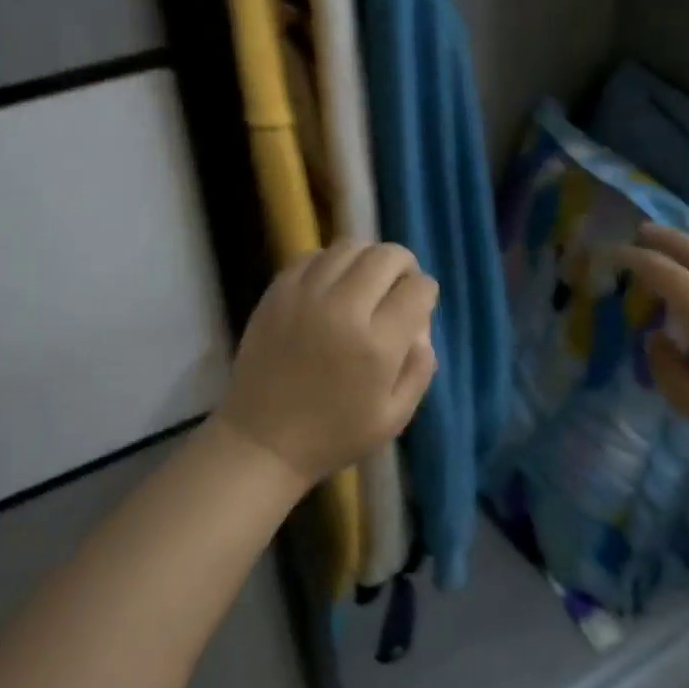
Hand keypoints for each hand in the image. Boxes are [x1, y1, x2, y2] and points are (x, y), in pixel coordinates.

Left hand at [217, 240, 438, 486]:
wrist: (263, 441)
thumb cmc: (334, 435)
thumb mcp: (394, 416)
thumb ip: (420, 367)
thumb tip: (422, 326)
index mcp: (376, 345)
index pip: (417, 289)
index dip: (425, 293)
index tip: (419, 306)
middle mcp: (343, 309)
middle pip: (387, 256)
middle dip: (403, 265)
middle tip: (398, 286)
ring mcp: (305, 296)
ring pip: (350, 246)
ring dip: (367, 258)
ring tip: (365, 281)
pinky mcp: (277, 292)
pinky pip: (312, 255)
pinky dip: (330, 262)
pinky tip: (331, 284)